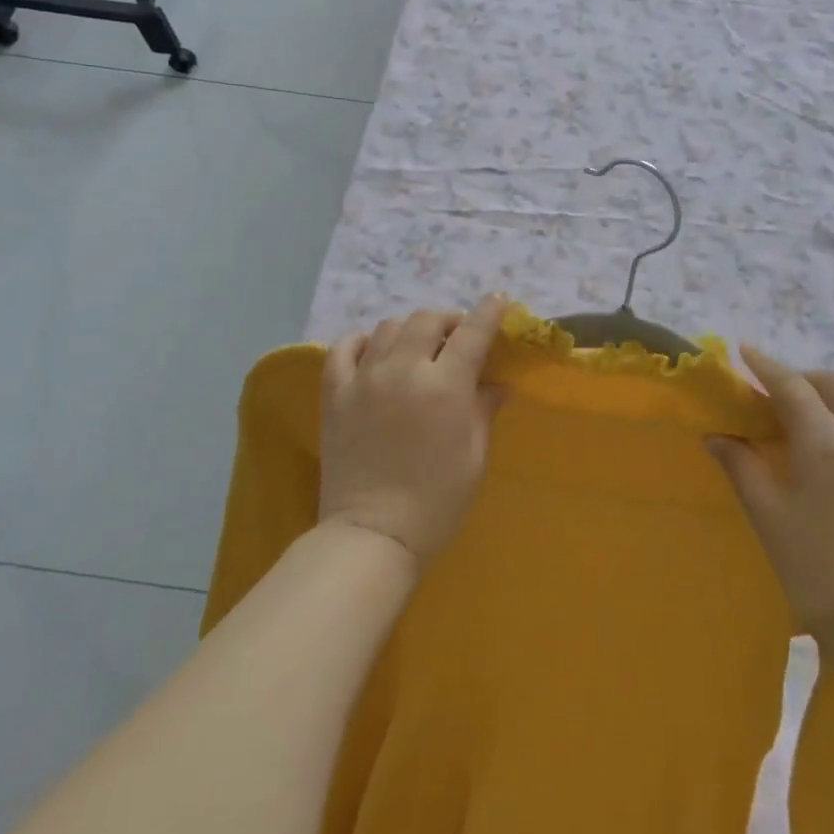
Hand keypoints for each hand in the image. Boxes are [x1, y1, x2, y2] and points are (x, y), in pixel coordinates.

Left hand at [317, 295, 510, 563]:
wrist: (372, 534)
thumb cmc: (436, 501)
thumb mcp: (474, 456)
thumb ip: (484, 410)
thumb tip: (499, 383)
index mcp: (444, 387)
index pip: (471, 333)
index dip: (488, 312)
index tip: (497, 300)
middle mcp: (404, 371)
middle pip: (427, 320)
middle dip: (448, 319)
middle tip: (456, 336)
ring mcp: (364, 379)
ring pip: (389, 327)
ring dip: (410, 329)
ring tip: (418, 346)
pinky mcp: (335, 393)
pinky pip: (344, 347)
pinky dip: (362, 340)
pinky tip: (374, 350)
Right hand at [708, 345, 833, 643]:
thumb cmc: (814, 566)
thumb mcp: (767, 513)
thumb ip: (741, 465)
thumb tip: (716, 435)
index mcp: (825, 440)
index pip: (791, 386)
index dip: (766, 366)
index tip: (745, 351)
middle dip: (805, 379)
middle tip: (781, 393)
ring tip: (825, 408)